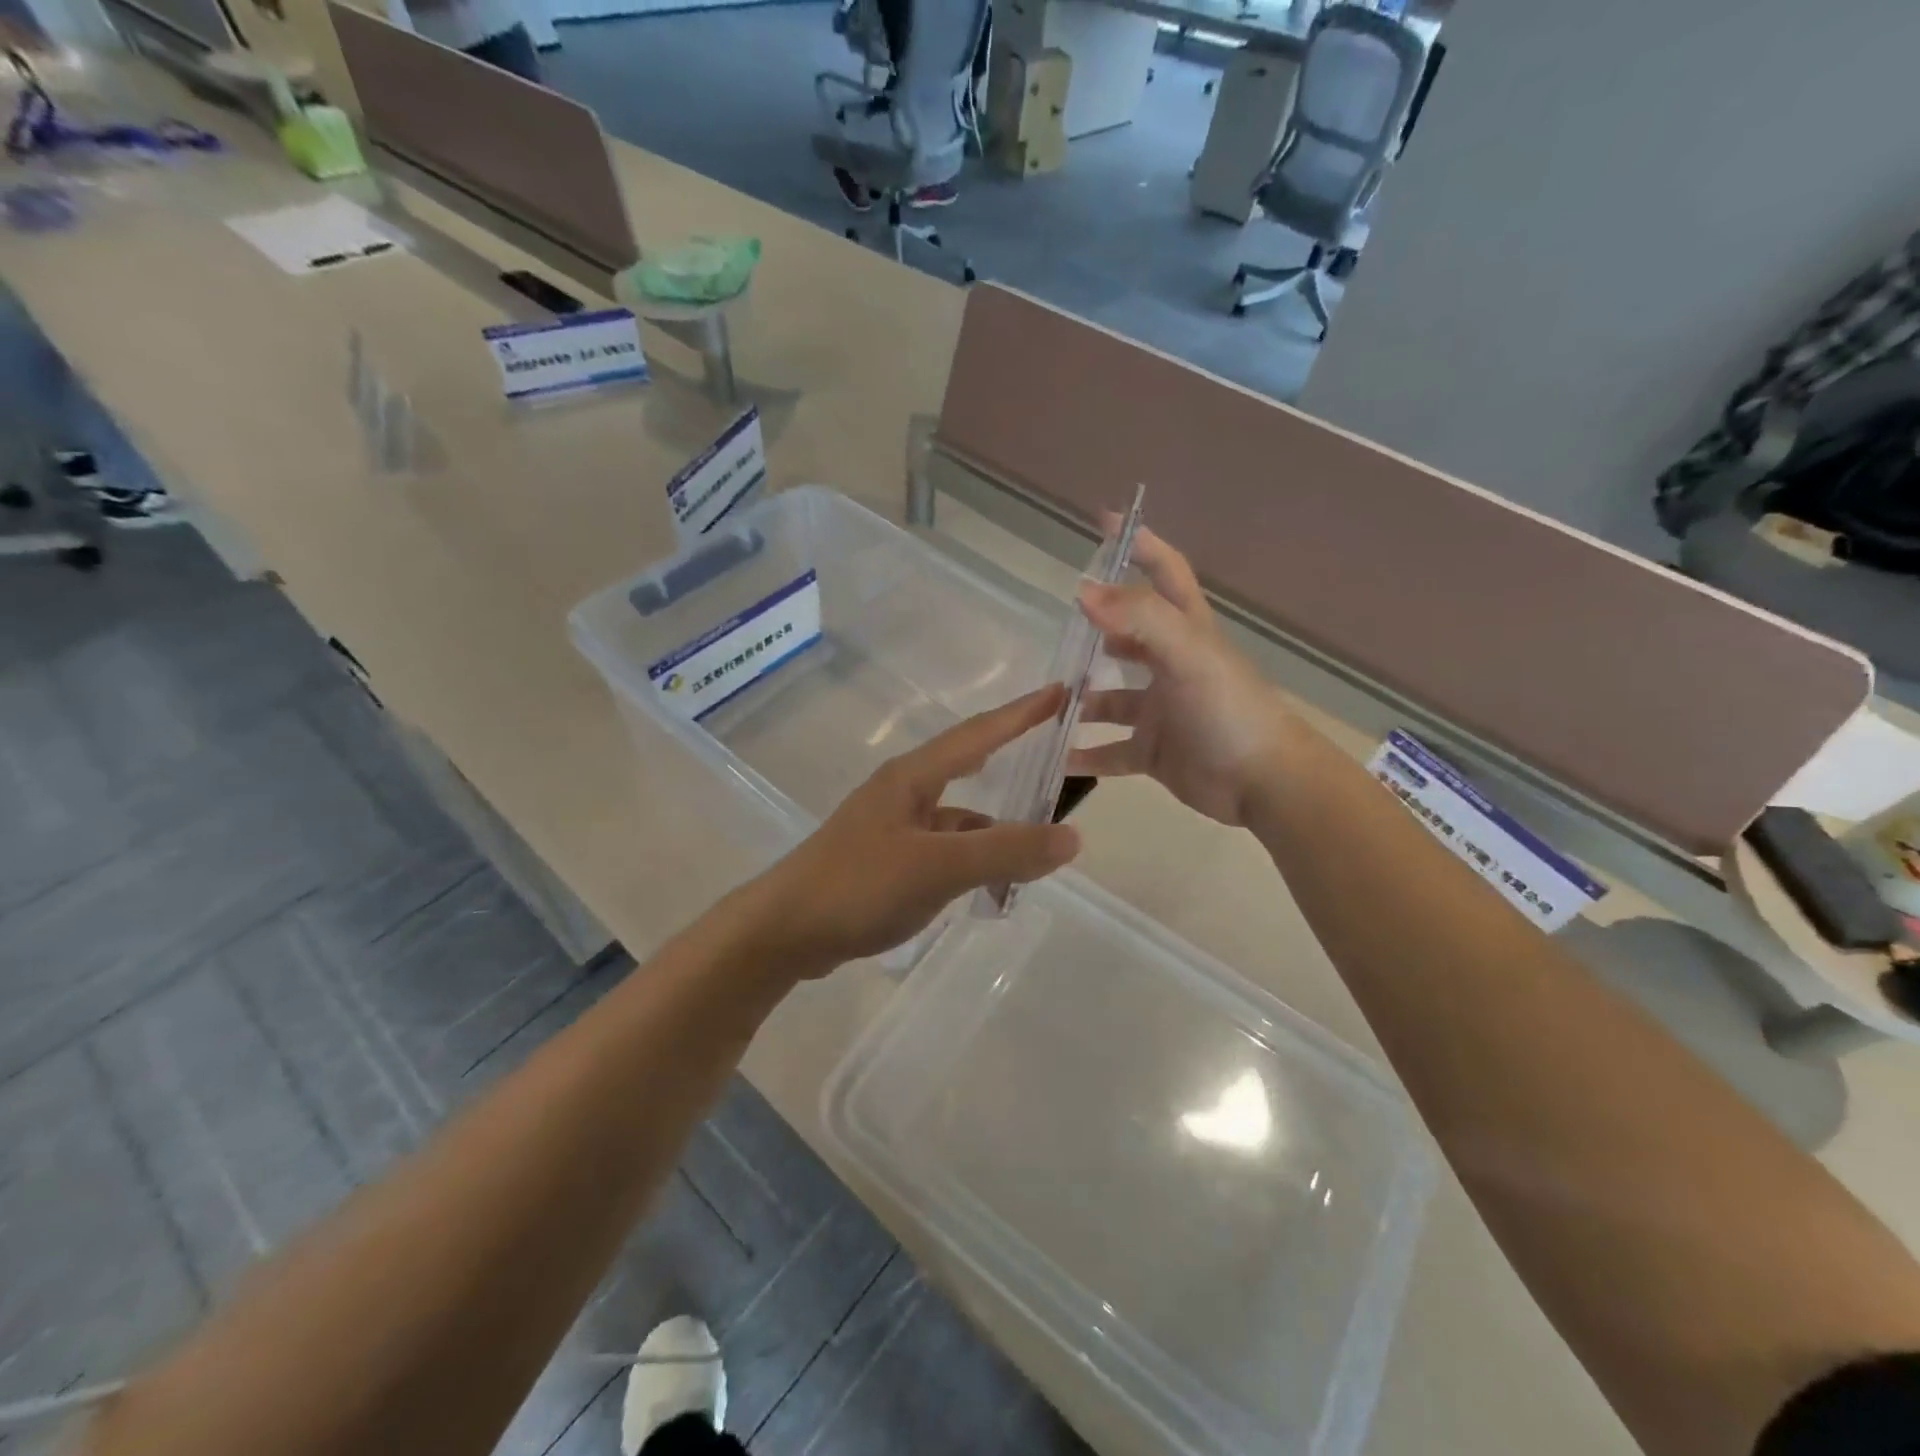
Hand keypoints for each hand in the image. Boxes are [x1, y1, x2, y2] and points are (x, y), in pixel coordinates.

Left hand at [752, 686, 1081, 972]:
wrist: (784, 932)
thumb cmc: (858, 886)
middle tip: (1057, 749)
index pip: (979, 733)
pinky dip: (973, 859)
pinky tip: (991, 882)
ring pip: (959, 817)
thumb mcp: (937, 867)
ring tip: (1039, 842)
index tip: (1061, 691)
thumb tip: (1072, 836)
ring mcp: (894, 827)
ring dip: (996, 827)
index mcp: (913, 777)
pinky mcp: (887, 860)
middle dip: (1013, 755)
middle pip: (970, 765)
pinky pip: (945, 849)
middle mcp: (904, 792)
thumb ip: (1004, 851)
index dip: (1022, 713)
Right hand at [1070, 526, 1294, 826]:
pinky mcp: (1154, 751)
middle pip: (1130, 637)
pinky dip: (1085, 754)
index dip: (1141, 545)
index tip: (1105, 522)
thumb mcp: (1187, 653)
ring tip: (1045, 700)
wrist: (1263, 782)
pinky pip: (1112, 751)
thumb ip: (1139, 618)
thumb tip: (1084, 590)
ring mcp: (1162, 711)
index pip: (1166, 574)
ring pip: (1112, 699)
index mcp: (1187, 633)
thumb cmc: (1228, 709)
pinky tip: (1055, 757)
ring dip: (1082, 699)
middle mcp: (1172, 666)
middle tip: (1057, 630)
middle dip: (1096, 630)